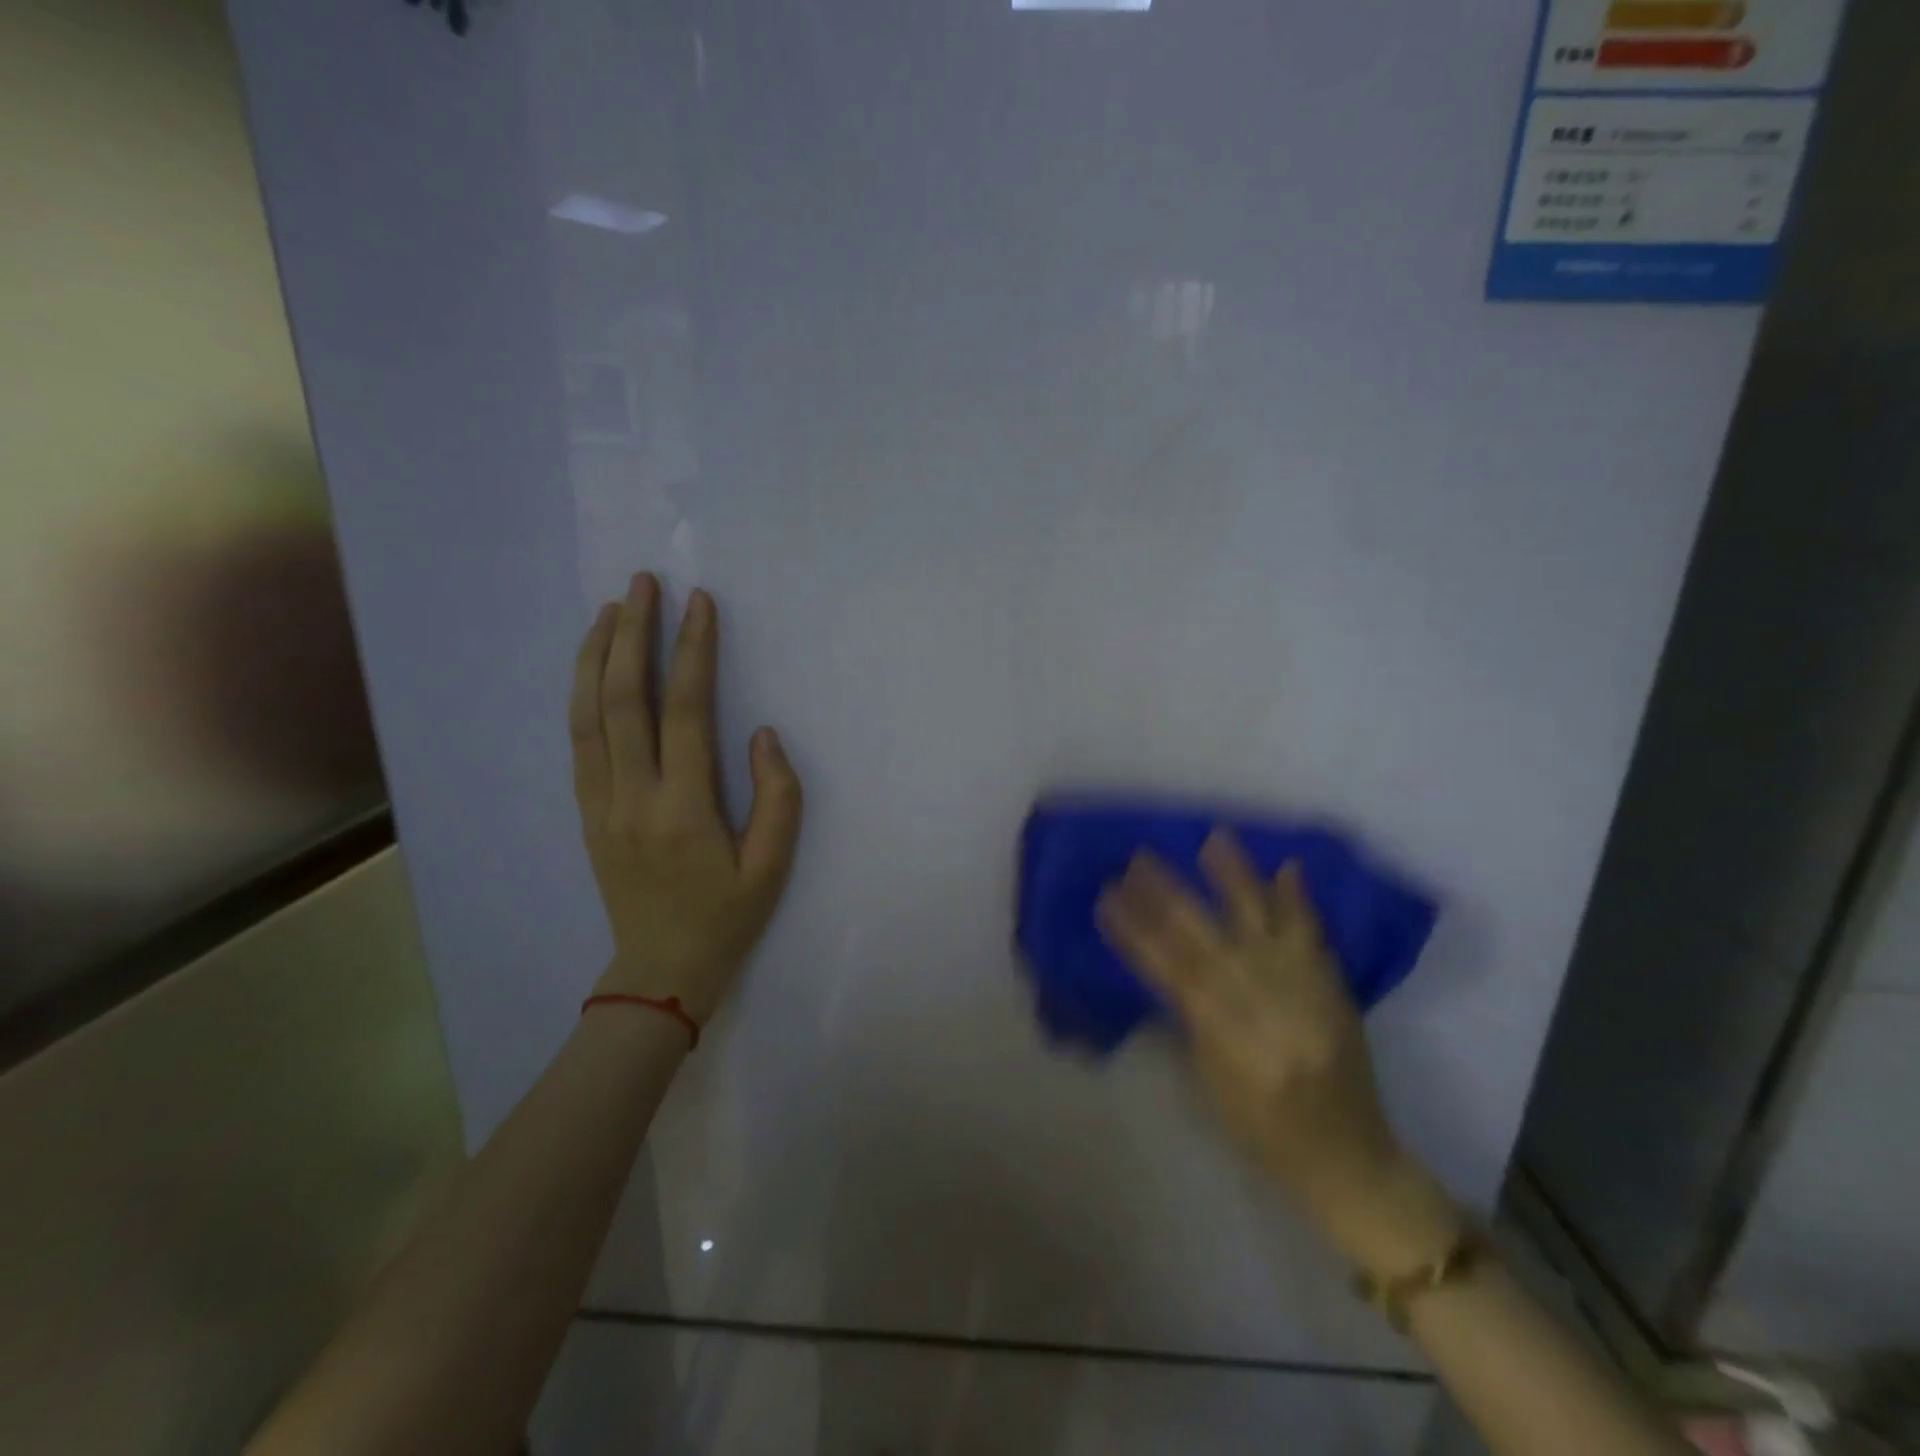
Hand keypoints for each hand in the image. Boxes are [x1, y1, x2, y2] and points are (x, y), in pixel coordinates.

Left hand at [569, 573, 802, 1024]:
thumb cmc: (726, 917)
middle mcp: (632, 796)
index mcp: (683, 808)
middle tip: (644, 582)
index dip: (694, 652)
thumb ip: (778, 797)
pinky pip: (579, 741)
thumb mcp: (772, 866)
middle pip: (624, 699)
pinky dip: (582, 694)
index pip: (686, 711)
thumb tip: (762, 735)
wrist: (660, 970)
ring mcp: (600, 802)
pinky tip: (592, 667)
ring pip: (589, 714)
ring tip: (610, 609)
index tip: (700, 603)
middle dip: (634, 633)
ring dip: (597, 655)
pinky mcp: (586, 811)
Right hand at [1096, 831, 1458, 1274]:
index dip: (1137, 933)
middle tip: (1139, 858)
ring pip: (1265, 925)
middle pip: (1209, 941)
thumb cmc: (1261, 1133)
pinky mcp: (1335, 990)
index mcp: (1231, 1041)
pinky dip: (1298, 900)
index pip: (1173, 973)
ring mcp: (1307, 993)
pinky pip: (1315, 937)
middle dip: (1170, 897)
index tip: (1108, 897)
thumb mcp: (1206, 1087)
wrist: (1349, 1159)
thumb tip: (1157, 968)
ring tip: (1213, 839)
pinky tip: (1286, 866)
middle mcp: (1269, 1009)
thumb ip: (1183, 1023)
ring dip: (1236, 880)